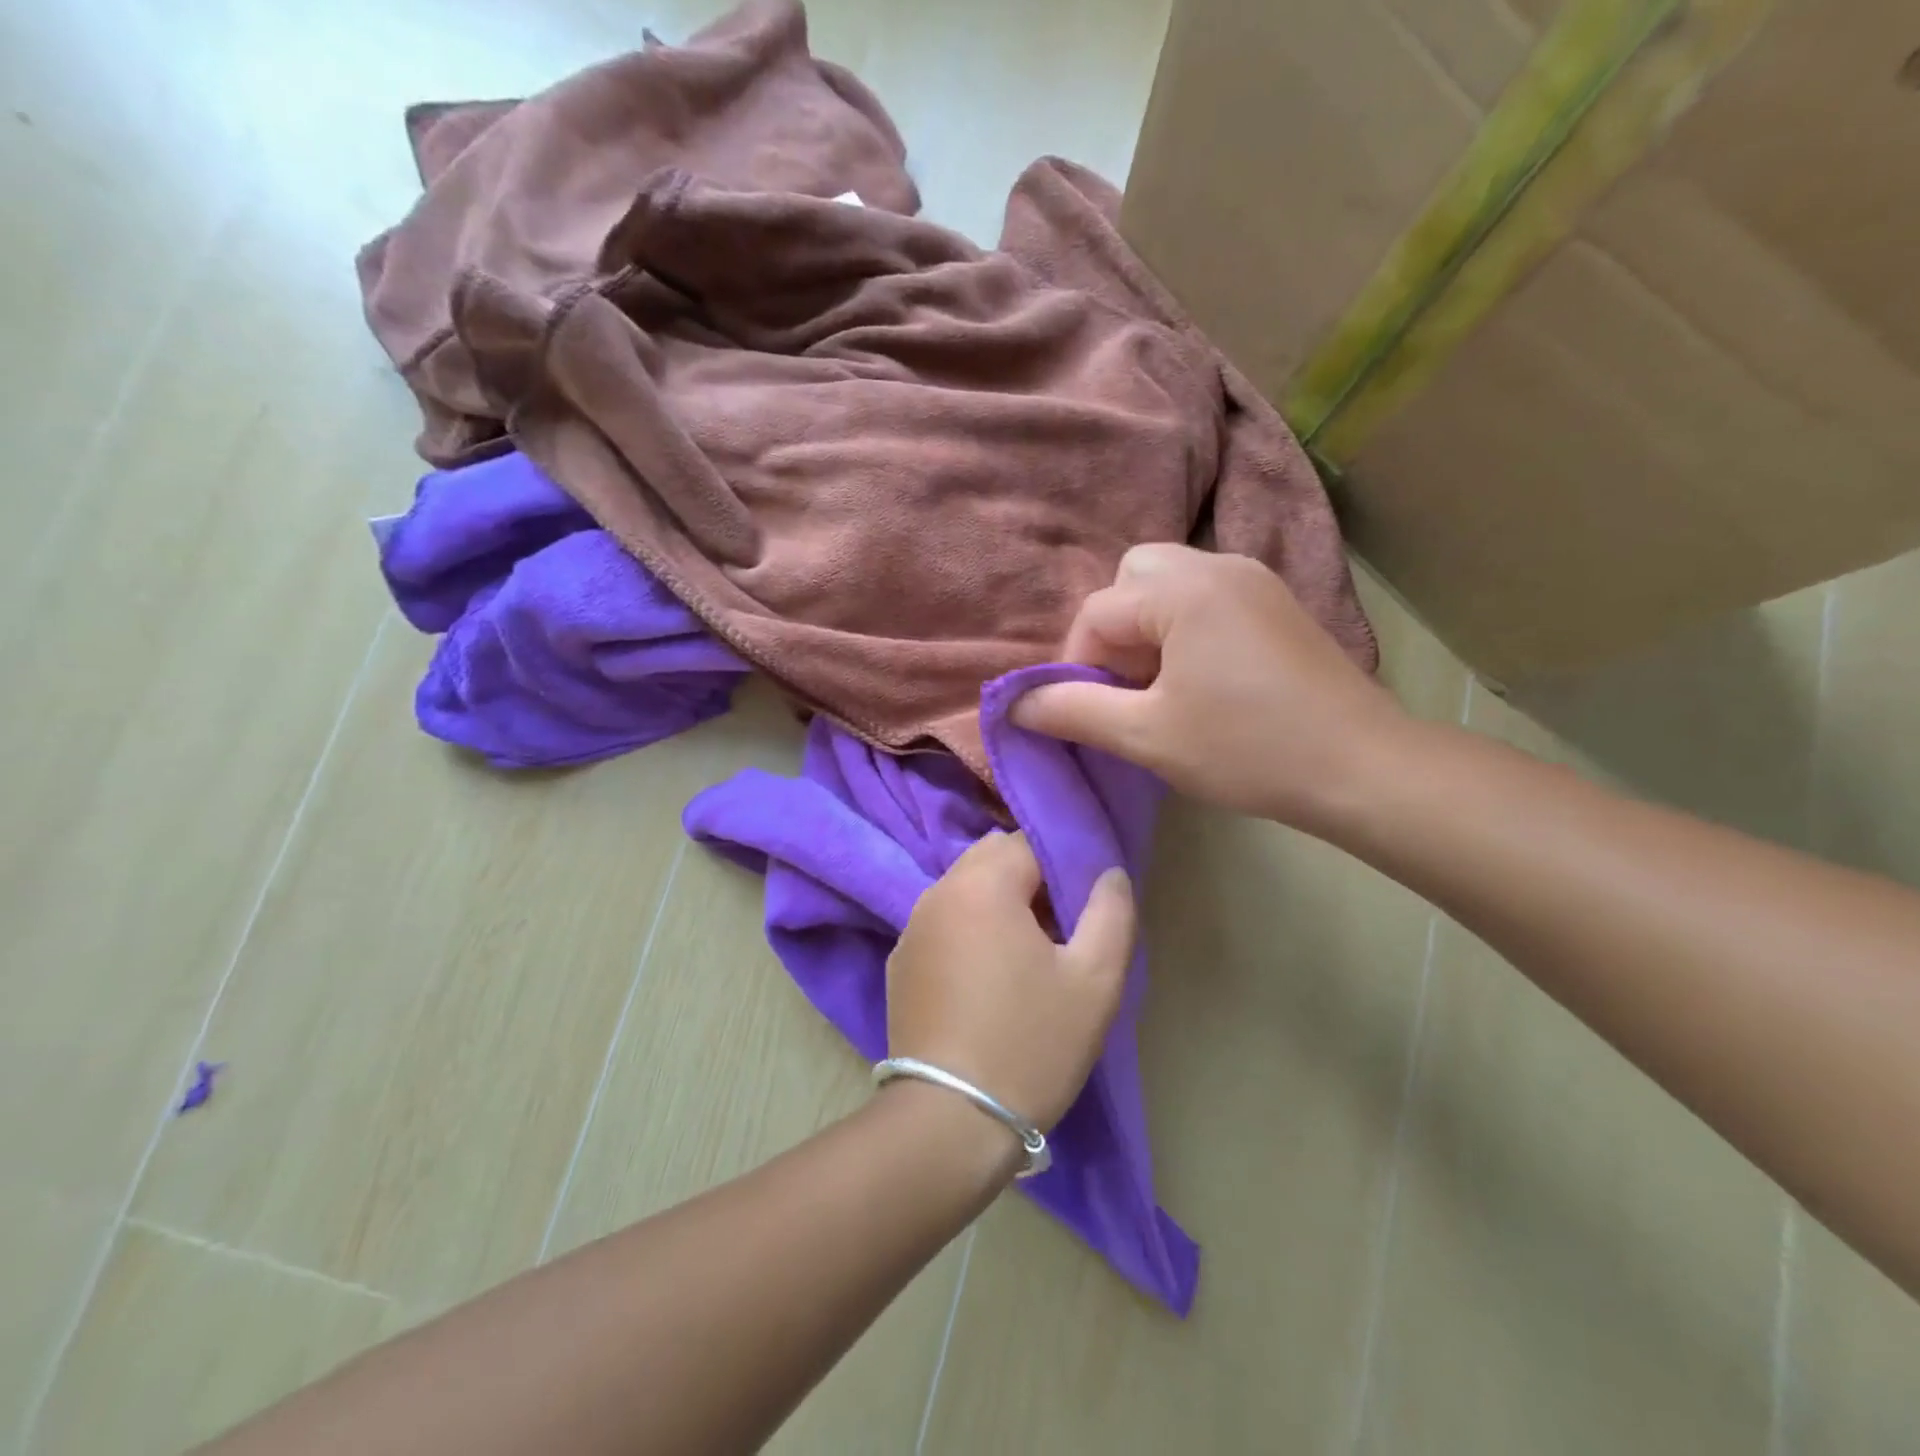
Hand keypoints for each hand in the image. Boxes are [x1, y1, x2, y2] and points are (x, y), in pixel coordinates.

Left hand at [886, 832, 1134, 1130]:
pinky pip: (943, 923)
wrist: (949, 1122)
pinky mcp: (900, 963)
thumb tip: (1109, 873)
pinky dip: (969, 931)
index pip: (1028, 842)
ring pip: (965, 890)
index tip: (1082, 908)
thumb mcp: (1095, 980)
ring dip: (998, 905)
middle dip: (1029, 879)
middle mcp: (937, 893)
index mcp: (981, 885)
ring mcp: (911, 929)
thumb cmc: (1031, 1044)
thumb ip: (1111, 913)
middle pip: (991, 859)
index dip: (1062, 866)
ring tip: (1026, 958)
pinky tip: (987, 982)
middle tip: (1059, 931)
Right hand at [1010, 543, 1410, 832]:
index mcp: (1183, 590)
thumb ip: (1073, 712)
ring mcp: (1254, 580)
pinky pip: (1206, 596)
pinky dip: (1183, 627)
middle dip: (1113, 631)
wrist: (1362, 767)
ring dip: (1147, 629)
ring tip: (1160, 687)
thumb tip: (1014, 704)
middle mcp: (1218, 565)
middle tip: (1126, 688)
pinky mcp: (1276, 602)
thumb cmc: (1246, 749)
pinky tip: (1201, 680)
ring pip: (1169, 584)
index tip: (1087, 713)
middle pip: (1132, 577)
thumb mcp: (1146, 736)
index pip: (1097, 611)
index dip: (1076, 664)